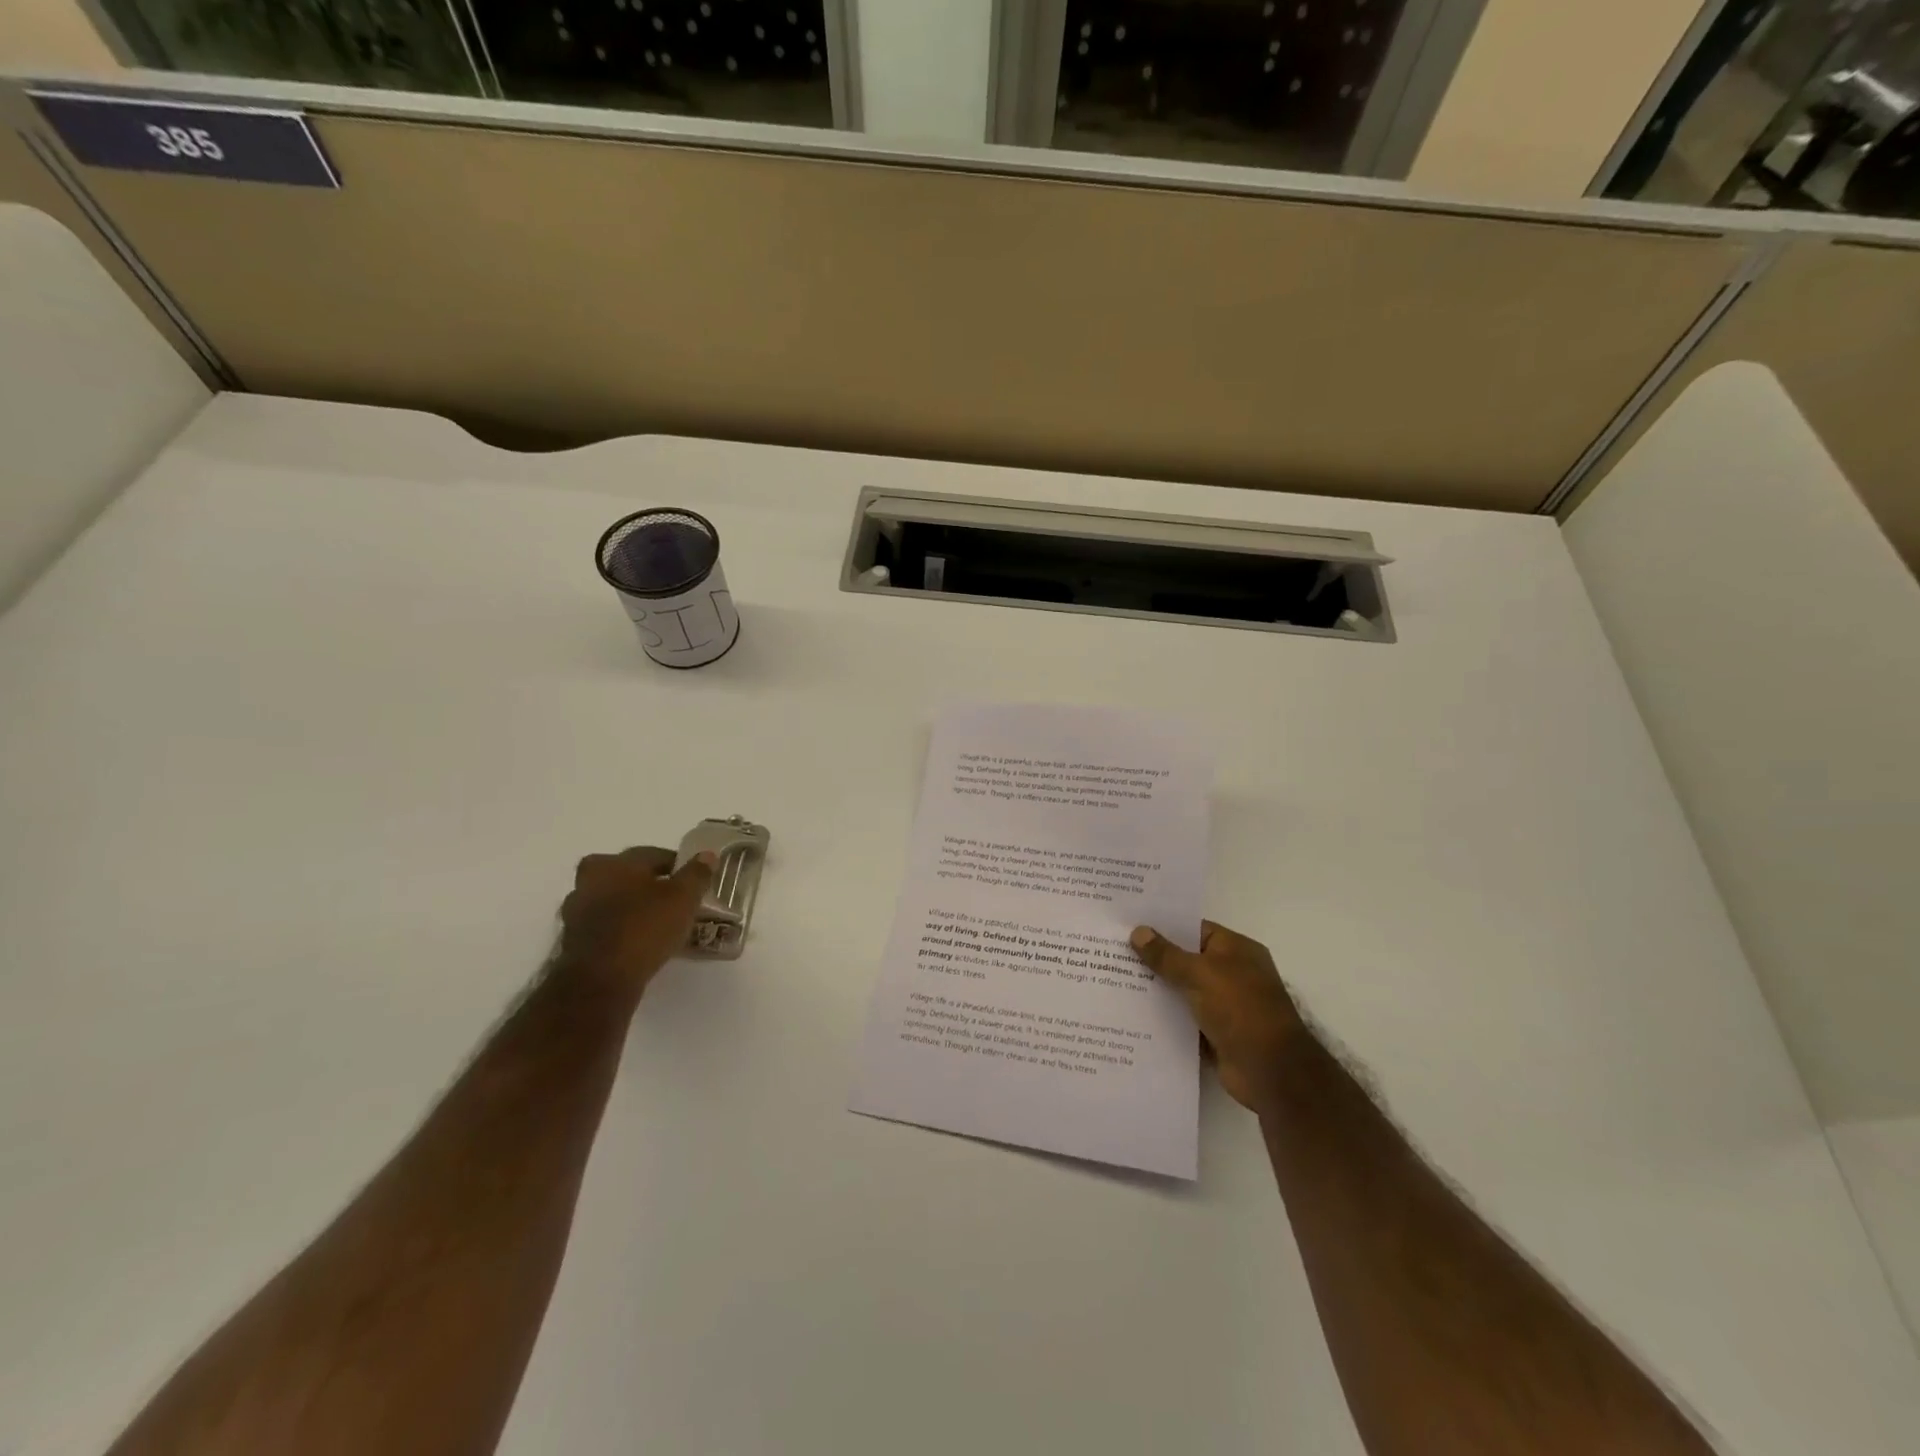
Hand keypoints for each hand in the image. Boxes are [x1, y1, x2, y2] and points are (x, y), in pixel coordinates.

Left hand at [557, 846, 714, 1000]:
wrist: (601, 981)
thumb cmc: (644, 928)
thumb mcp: (683, 898)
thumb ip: (696, 874)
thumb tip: (707, 854)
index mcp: (612, 863)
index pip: (653, 855)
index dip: (678, 866)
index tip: (694, 880)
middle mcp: (588, 882)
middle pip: (629, 877)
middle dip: (652, 885)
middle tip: (676, 900)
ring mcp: (577, 914)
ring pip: (616, 902)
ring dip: (635, 908)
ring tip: (661, 923)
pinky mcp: (574, 942)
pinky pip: (607, 927)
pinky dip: (624, 930)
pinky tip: (642, 942)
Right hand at [1130, 921, 1304, 1114]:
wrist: (1270, 1071)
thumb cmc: (1240, 1009)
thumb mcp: (1200, 974)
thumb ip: (1167, 955)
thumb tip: (1138, 931)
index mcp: (1236, 950)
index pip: (1195, 929)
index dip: (1164, 926)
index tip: (1130, 923)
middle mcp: (1232, 974)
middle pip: (1186, 960)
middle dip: (1155, 958)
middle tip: (1113, 951)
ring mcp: (1224, 1006)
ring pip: (1182, 991)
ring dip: (1156, 989)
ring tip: (1114, 979)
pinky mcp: (1215, 1034)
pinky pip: (1183, 1019)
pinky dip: (1163, 1018)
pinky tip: (1132, 1013)